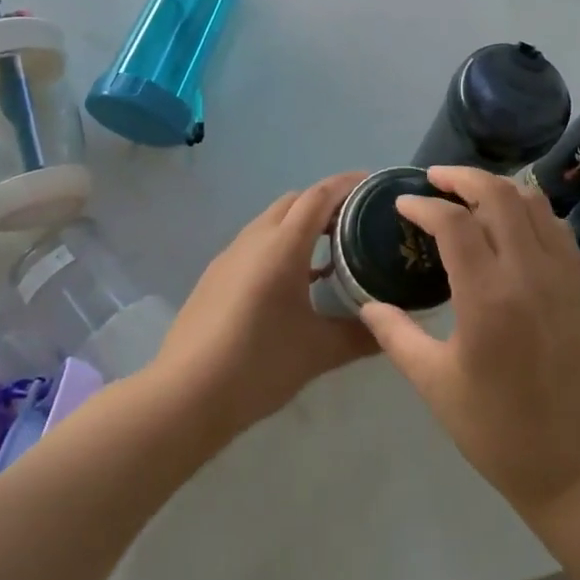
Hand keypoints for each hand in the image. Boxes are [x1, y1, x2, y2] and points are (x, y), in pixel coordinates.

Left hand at [150, 172, 374, 439]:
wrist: (185, 395)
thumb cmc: (258, 364)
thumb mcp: (318, 353)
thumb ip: (361, 337)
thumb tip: (393, 330)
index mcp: (282, 246)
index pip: (319, 196)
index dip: (347, 184)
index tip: (373, 185)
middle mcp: (255, 240)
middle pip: (295, 201)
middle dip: (326, 201)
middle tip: (357, 220)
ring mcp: (230, 256)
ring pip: (271, 221)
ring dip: (301, 224)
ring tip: (330, 250)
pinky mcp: (215, 276)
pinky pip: (255, 244)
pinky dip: (280, 245)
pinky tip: (293, 282)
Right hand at [359, 166, 579, 520]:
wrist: (575, 463)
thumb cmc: (497, 428)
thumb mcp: (434, 383)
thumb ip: (396, 335)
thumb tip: (365, 302)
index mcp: (487, 298)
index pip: (453, 223)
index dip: (423, 205)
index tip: (402, 204)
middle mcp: (528, 273)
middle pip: (498, 194)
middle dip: (462, 176)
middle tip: (434, 179)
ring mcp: (560, 275)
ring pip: (532, 202)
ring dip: (497, 187)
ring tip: (468, 192)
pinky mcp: (579, 284)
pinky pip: (555, 225)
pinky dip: (529, 208)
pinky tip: (509, 220)